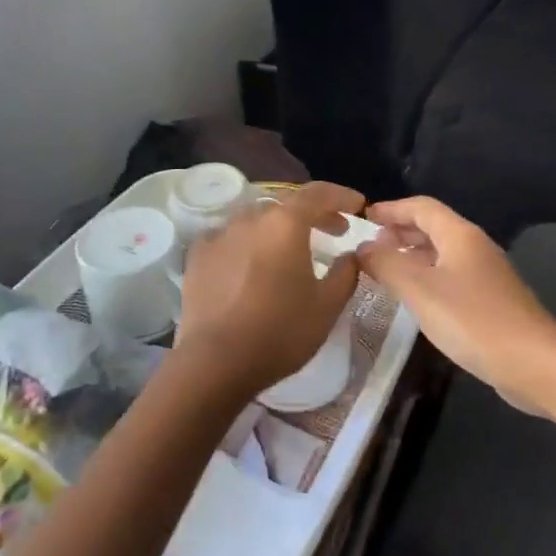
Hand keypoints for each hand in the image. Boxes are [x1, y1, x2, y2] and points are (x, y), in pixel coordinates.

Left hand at [173, 182, 364, 400]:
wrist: (215, 361)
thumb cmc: (280, 332)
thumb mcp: (327, 306)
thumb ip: (345, 273)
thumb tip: (352, 254)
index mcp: (285, 224)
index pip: (319, 194)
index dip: (342, 196)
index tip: (358, 206)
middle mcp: (250, 219)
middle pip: (287, 205)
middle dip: (314, 213)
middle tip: (333, 230)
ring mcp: (219, 235)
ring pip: (256, 220)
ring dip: (278, 228)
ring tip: (290, 249)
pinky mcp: (197, 256)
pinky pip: (228, 238)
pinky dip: (246, 243)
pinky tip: (250, 263)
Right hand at [356, 197, 555, 411]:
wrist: (533, 362)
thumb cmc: (471, 319)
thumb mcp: (419, 289)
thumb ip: (386, 265)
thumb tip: (363, 248)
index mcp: (460, 235)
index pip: (421, 207)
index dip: (391, 209)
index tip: (364, 218)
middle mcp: (475, 247)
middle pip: (433, 227)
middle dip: (400, 231)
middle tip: (370, 245)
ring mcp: (486, 275)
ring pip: (442, 253)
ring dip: (412, 255)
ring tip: (385, 270)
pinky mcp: (491, 301)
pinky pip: (451, 276)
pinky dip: (427, 277)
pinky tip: (415, 298)